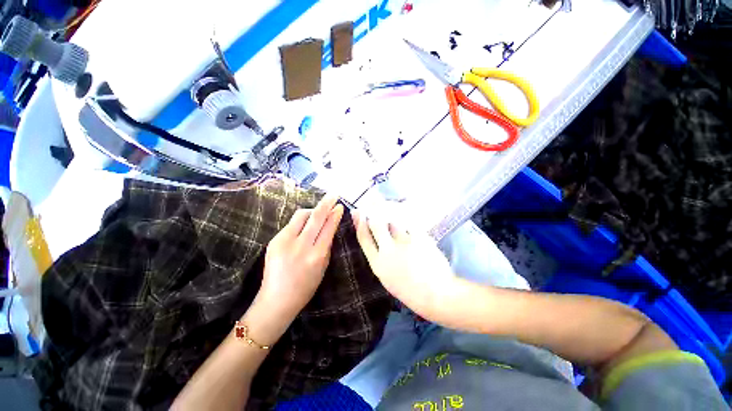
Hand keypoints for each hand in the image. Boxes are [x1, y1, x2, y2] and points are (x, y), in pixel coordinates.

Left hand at [253, 195, 343, 336]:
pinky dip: (301, 221)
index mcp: (316, 255)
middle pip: (315, 217)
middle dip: (326, 203)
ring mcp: (284, 242)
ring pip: (301, 216)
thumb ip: (327, 245)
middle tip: (333, 195)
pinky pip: (291, 224)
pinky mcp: (274, 241)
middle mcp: (301, 246)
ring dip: (312, 210)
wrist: (276, 300)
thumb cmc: (306, 287)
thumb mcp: (323, 267)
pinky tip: (304, 225)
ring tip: (318, 211)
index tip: (339, 206)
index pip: (328, 228)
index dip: (335, 215)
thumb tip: (330, 226)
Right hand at [353, 211, 457, 322]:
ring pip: (394, 222)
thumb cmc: (410, 291)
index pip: (363, 238)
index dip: (359, 223)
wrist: (436, 295)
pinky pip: (411, 226)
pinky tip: (414, 233)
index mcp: (378, 264)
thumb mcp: (388, 278)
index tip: (358, 213)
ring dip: (395, 222)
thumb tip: (379, 241)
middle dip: (375, 216)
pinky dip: (410, 227)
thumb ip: (381, 259)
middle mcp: (388, 251)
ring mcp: (405, 243)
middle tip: (377, 210)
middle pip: (376, 224)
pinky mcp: (420, 238)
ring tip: (402, 230)